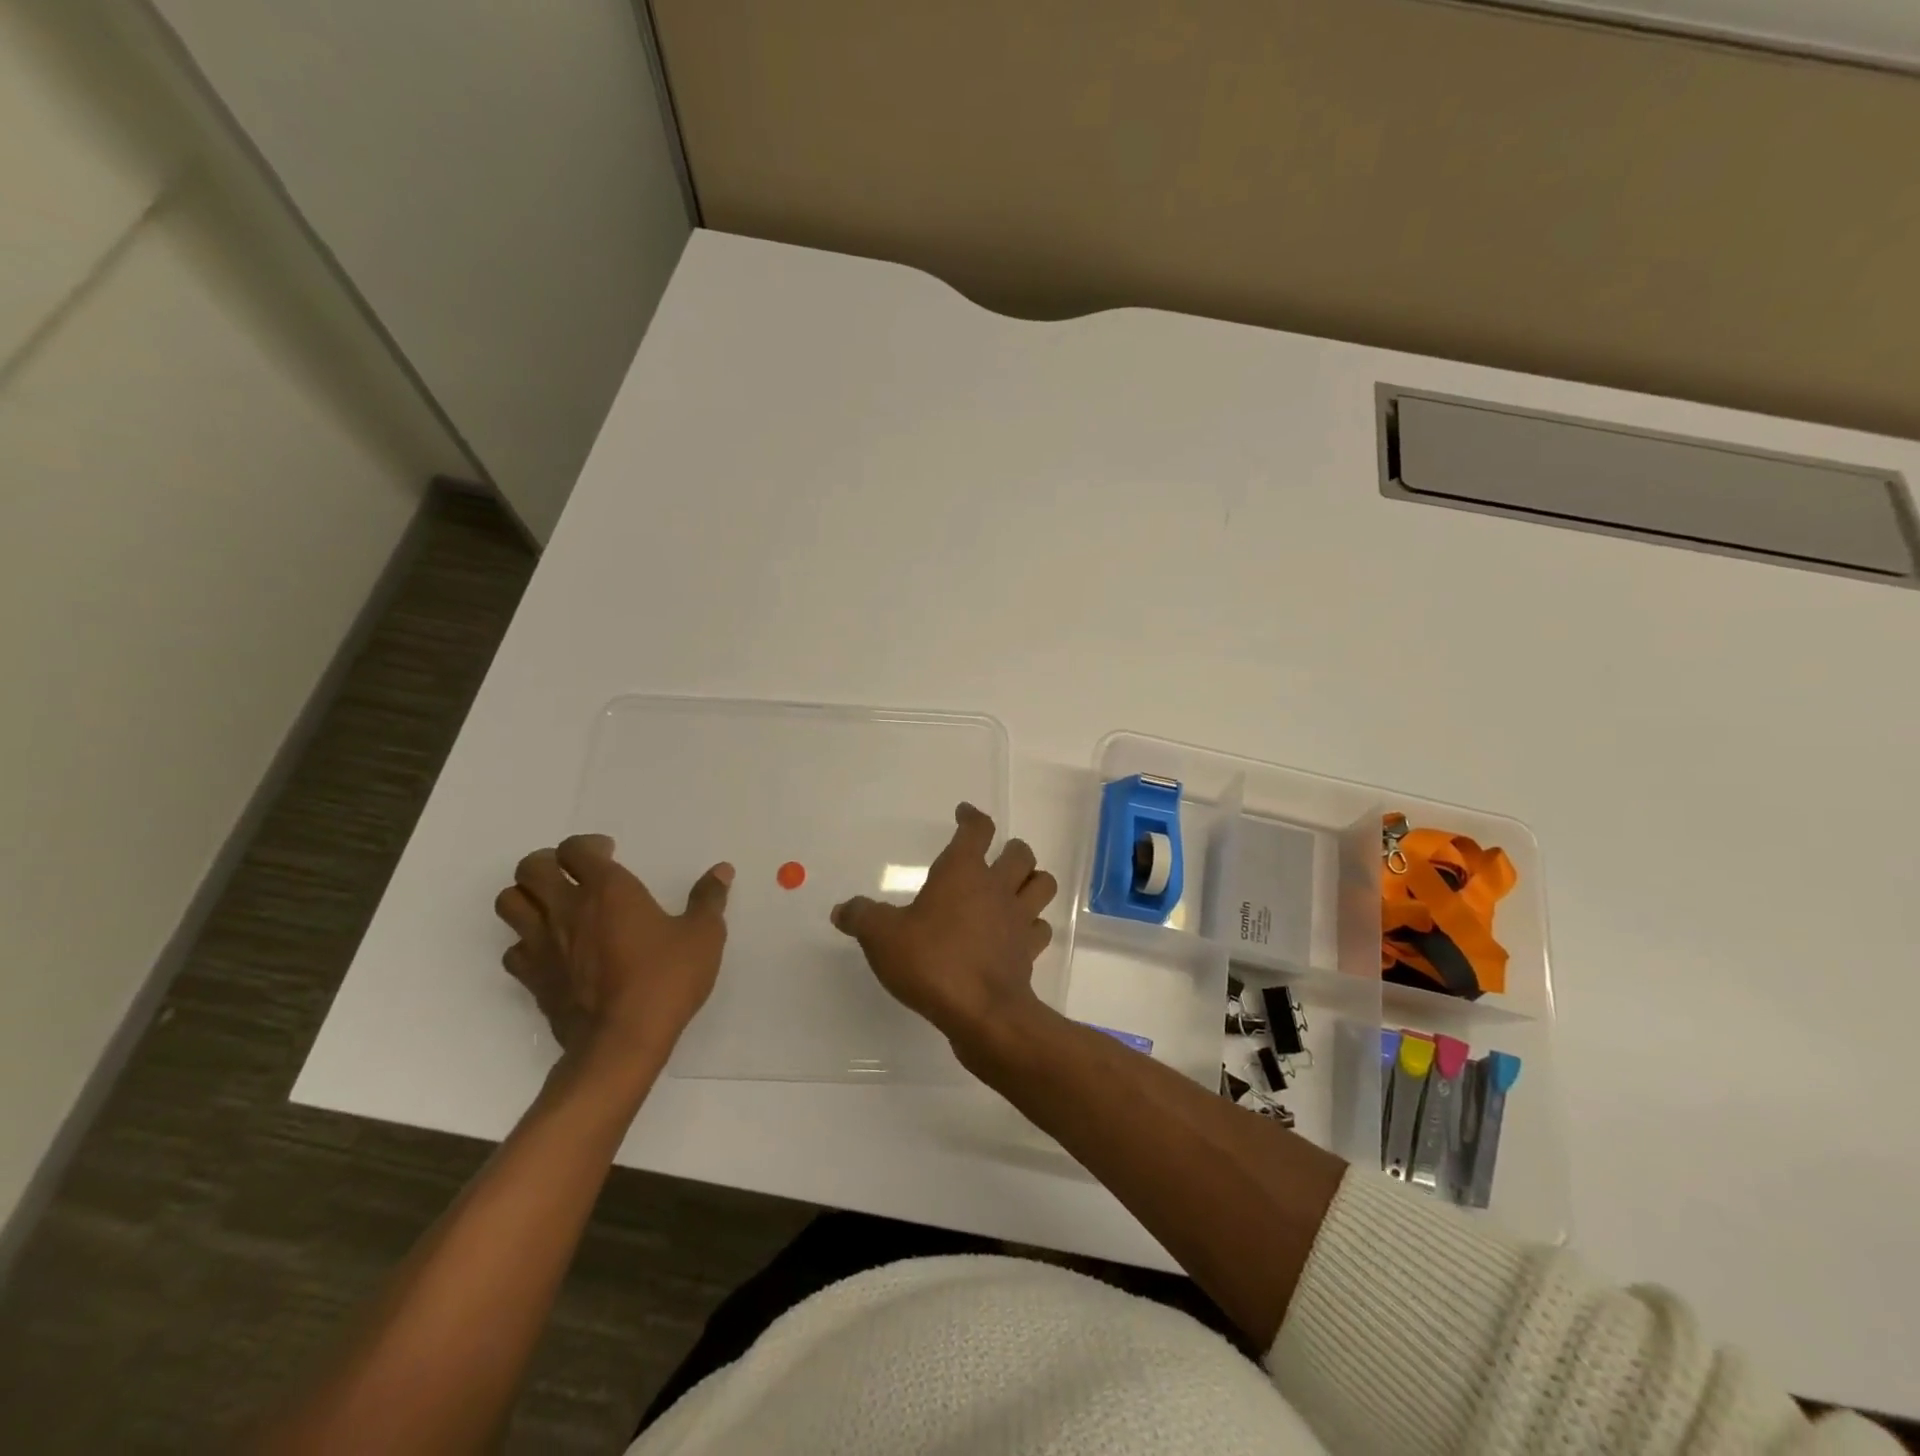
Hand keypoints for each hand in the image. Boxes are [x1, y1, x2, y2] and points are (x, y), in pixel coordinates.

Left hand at [494, 835, 731, 1062]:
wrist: (622, 1042)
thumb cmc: (665, 979)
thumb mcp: (703, 936)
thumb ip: (709, 899)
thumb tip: (722, 871)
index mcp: (608, 889)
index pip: (576, 849)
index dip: (589, 845)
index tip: (610, 853)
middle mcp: (567, 909)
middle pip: (531, 868)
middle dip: (549, 862)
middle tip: (574, 873)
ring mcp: (543, 944)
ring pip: (509, 902)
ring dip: (527, 896)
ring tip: (554, 903)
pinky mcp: (533, 978)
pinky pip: (513, 948)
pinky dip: (526, 941)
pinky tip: (552, 949)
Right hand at [831, 803, 1057, 1055]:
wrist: (981, 1012)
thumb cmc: (931, 961)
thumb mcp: (882, 937)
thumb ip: (862, 917)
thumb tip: (842, 910)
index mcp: (963, 872)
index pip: (977, 830)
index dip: (972, 817)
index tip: (964, 813)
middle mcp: (997, 888)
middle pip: (1020, 853)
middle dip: (1011, 849)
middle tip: (995, 855)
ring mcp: (1018, 919)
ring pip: (1043, 884)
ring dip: (1033, 881)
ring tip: (1016, 887)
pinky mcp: (1029, 951)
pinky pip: (1040, 928)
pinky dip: (1033, 926)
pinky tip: (1017, 932)